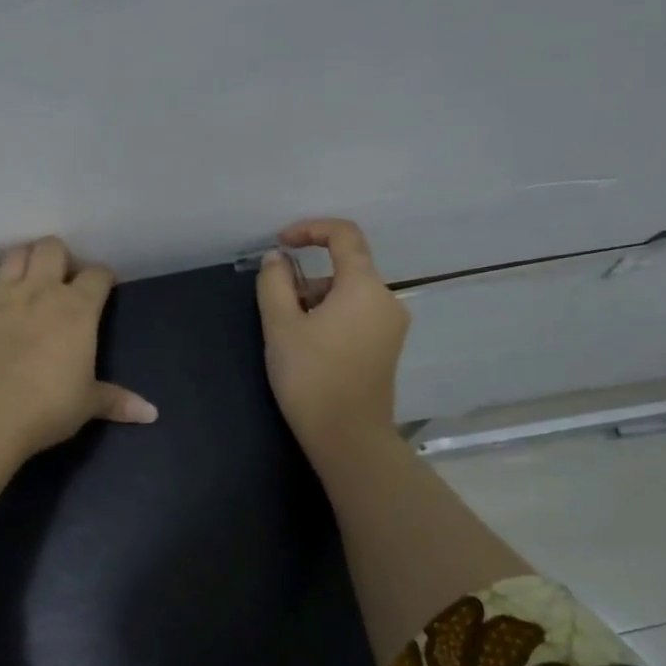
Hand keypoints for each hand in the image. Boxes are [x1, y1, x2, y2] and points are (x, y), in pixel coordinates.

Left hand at [0, 236, 157, 461]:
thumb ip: (117, 401)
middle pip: (52, 248)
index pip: (97, 274)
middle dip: (60, 257)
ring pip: (14, 255)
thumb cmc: (49, 407)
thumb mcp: (88, 404)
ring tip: (25, 274)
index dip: (103, 277)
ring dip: (22, 258)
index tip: (104, 288)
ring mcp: (2, 296)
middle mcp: (41, 291)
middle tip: (61, 280)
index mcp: (78, 309)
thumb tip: (151, 413)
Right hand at [255, 218, 409, 463]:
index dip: (310, 230)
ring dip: (316, 301)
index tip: (281, 244)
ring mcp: (391, 326)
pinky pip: (357, 317)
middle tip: (276, 306)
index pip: (344, 235)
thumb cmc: (311, 376)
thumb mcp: (281, 326)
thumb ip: (274, 283)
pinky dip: (331, 318)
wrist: (347, 436)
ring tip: (288, 334)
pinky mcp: (386, 349)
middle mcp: (386, 300)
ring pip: (349, 295)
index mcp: (364, 286)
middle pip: (345, 269)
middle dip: (306, 279)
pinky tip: (309, 347)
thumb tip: (277, 259)